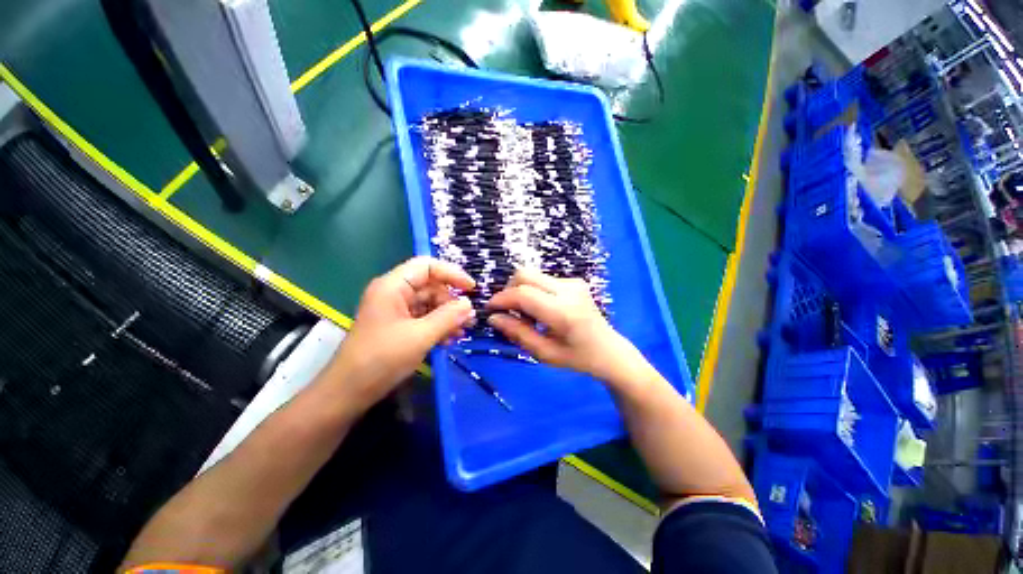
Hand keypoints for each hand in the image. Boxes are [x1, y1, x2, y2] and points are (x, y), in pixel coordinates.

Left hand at [328, 257, 475, 411]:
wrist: (349, 392)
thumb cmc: (381, 359)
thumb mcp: (420, 336)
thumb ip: (448, 317)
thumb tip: (469, 304)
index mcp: (393, 286)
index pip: (427, 266)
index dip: (452, 273)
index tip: (471, 289)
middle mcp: (394, 293)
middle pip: (431, 285)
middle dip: (452, 300)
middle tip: (470, 317)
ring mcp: (396, 310)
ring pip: (430, 303)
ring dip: (448, 315)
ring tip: (464, 330)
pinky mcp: (399, 326)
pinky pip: (424, 318)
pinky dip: (439, 326)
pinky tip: (451, 339)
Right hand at [486, 268, 640, 382]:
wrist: (609, 349)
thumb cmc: (577, 358)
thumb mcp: (544, 353)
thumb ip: (517, 333)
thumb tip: (493, 317)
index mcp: (563, 312)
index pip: (523, 294)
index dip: (501, 298)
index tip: (490, 309)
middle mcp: (568, 290)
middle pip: (525, 274)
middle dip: (508, 289)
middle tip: (507, 310)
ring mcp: (573, 282)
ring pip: (532, 275)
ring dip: (521, 290)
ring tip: (525, 313)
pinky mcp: (575, 281)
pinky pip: (543, 279)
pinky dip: (533, 291)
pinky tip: (540, 308)